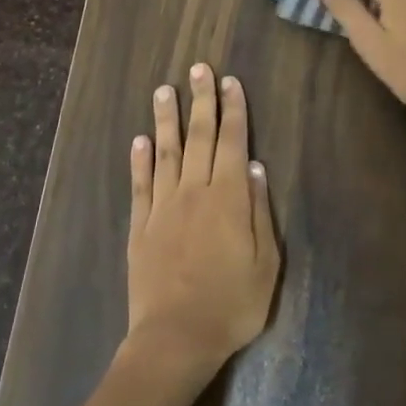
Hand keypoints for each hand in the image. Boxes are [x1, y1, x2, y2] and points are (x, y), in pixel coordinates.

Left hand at [125, 64, 279, 385]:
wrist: (176, 337)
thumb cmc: (232, 304)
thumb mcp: (266, 264)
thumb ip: (260, 212)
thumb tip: (256, 168)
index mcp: (229, 198)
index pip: (233, 142)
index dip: (233, 110)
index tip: (230, 82)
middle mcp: (194, 191)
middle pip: (200, 137)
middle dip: (201, 100)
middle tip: (198, 68)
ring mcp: (163, 207)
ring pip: (165, 152)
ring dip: (166, 119)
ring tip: (164, 89)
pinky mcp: (141, 226)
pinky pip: (140, 185)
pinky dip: (139, 160)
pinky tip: (139, 141)